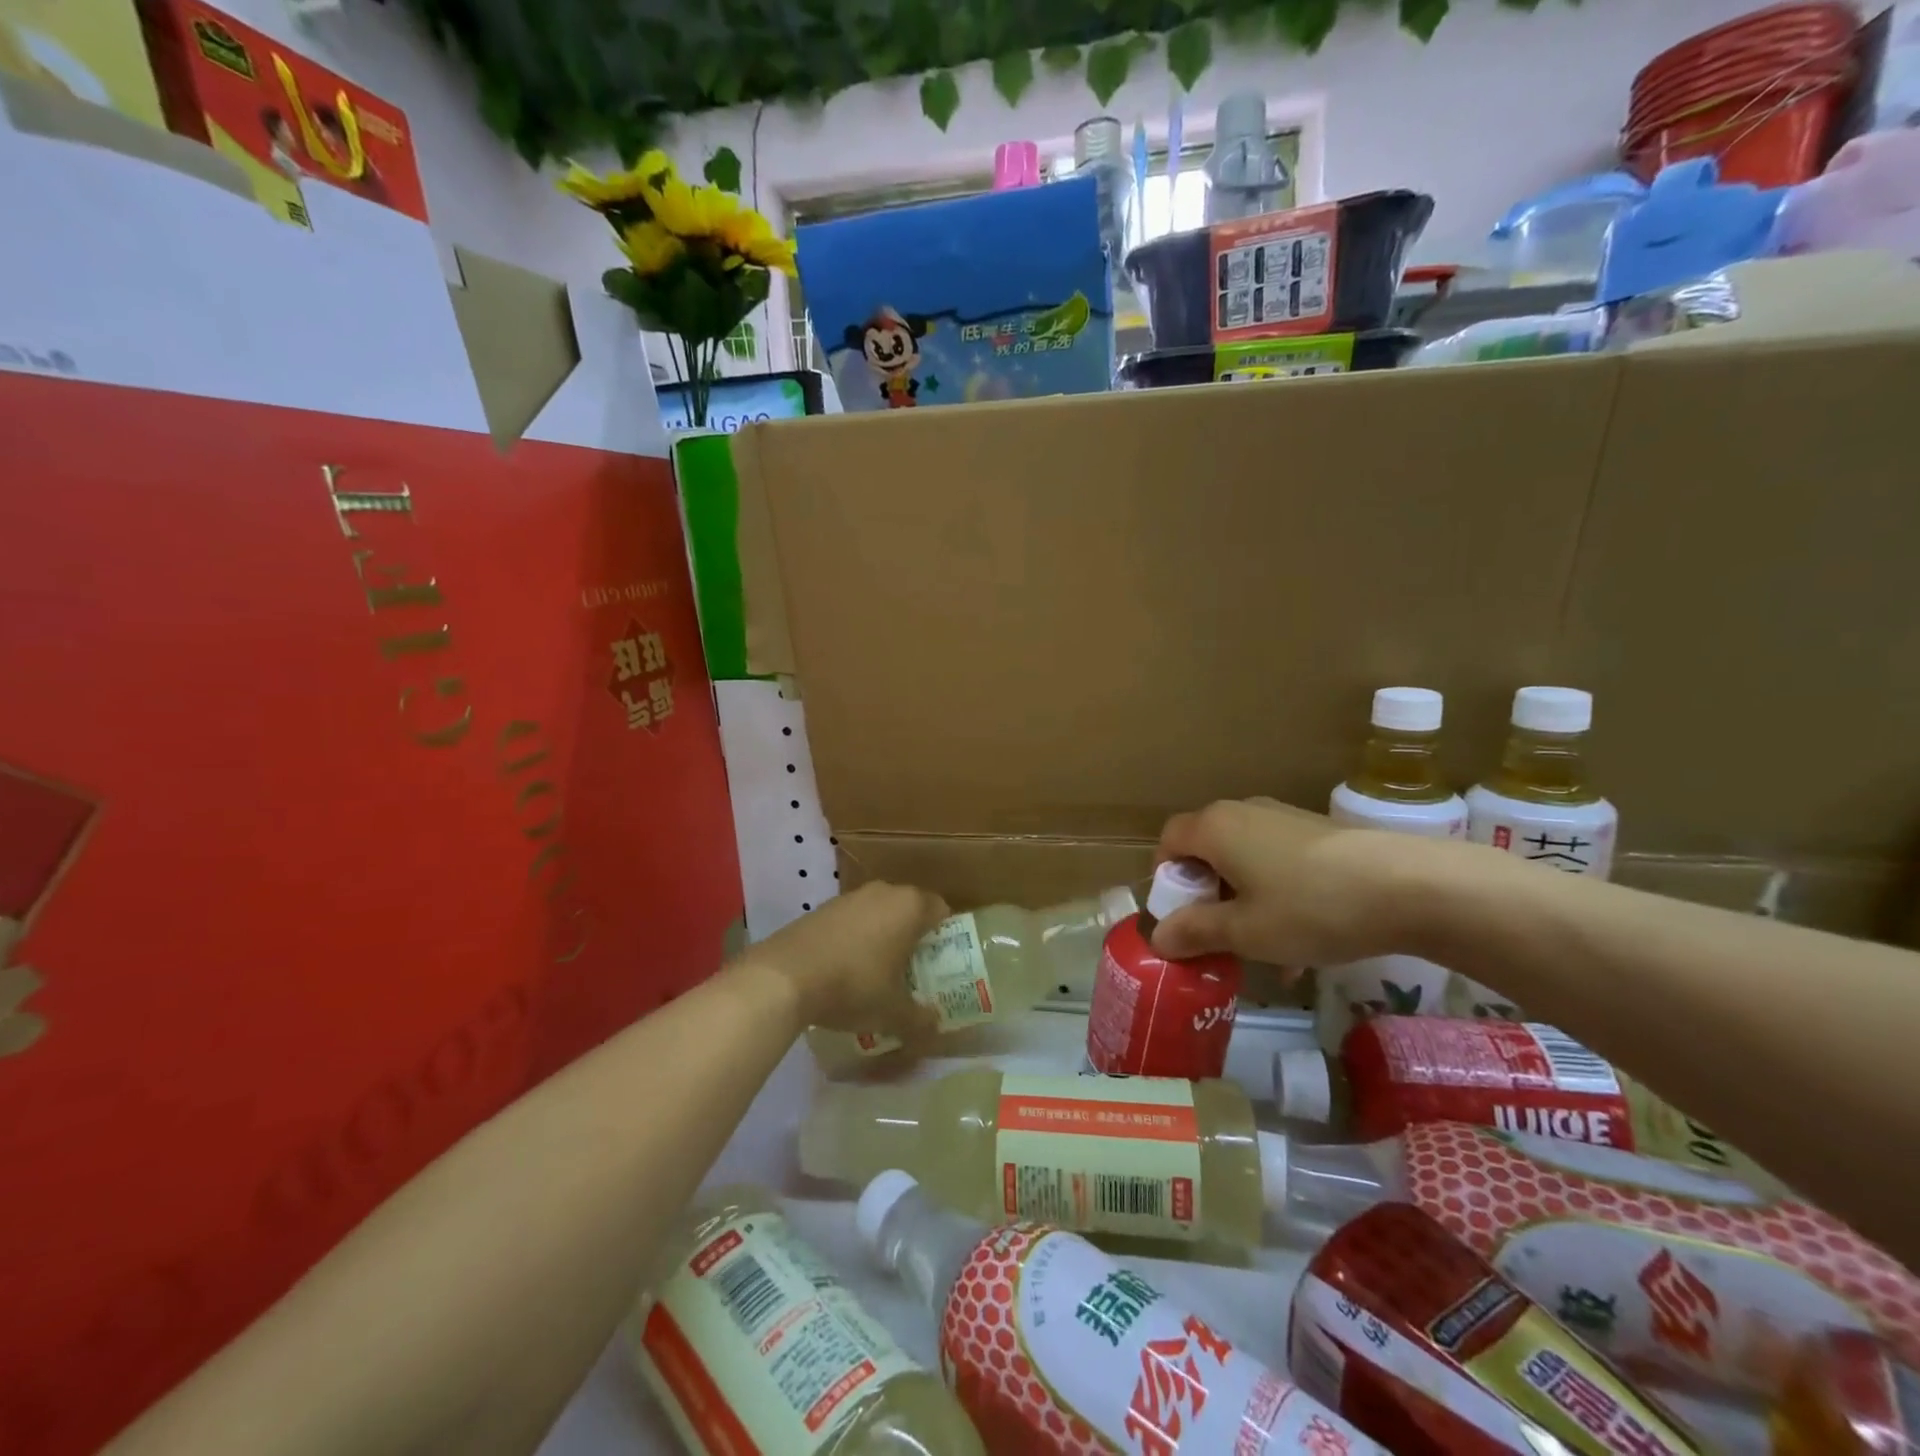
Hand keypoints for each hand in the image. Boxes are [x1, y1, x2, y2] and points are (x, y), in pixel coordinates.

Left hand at [747, 882, 948, 1041]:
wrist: (785, 976)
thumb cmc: (853, 985)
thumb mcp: (893, 1013)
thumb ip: (920, 1020)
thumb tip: (935, 1027)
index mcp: (910, 906)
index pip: (941, 910)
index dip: (944, 936)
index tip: (939, 963)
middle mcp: (884, 892)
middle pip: (909, 909)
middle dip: (913, 937)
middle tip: (912, 971)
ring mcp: (850, 896)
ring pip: (879, 913)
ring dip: (882, 936)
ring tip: (877, 973)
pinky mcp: (822, 907)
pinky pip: (852, 920)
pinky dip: (855, 938)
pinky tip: (844, 968)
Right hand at [1150, 798, 1446, 966]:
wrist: (1412, 886)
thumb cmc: (1310, 907)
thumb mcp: (1245, 932)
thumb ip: (1196, 932)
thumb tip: (1158, 938)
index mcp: (1215, 828)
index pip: (1169, 841)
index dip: (1167, 879)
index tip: (1182, 918)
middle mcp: (1243, 812)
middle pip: (1207, 850)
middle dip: (1208, 896)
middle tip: (1221, 936)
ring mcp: (1285, 818)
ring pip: (1246, 859)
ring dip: (1244, 900)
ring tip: (1268, 950)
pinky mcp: (1320, 831)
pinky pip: (1279, 861)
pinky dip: (1277, 894)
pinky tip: (1305, 940)